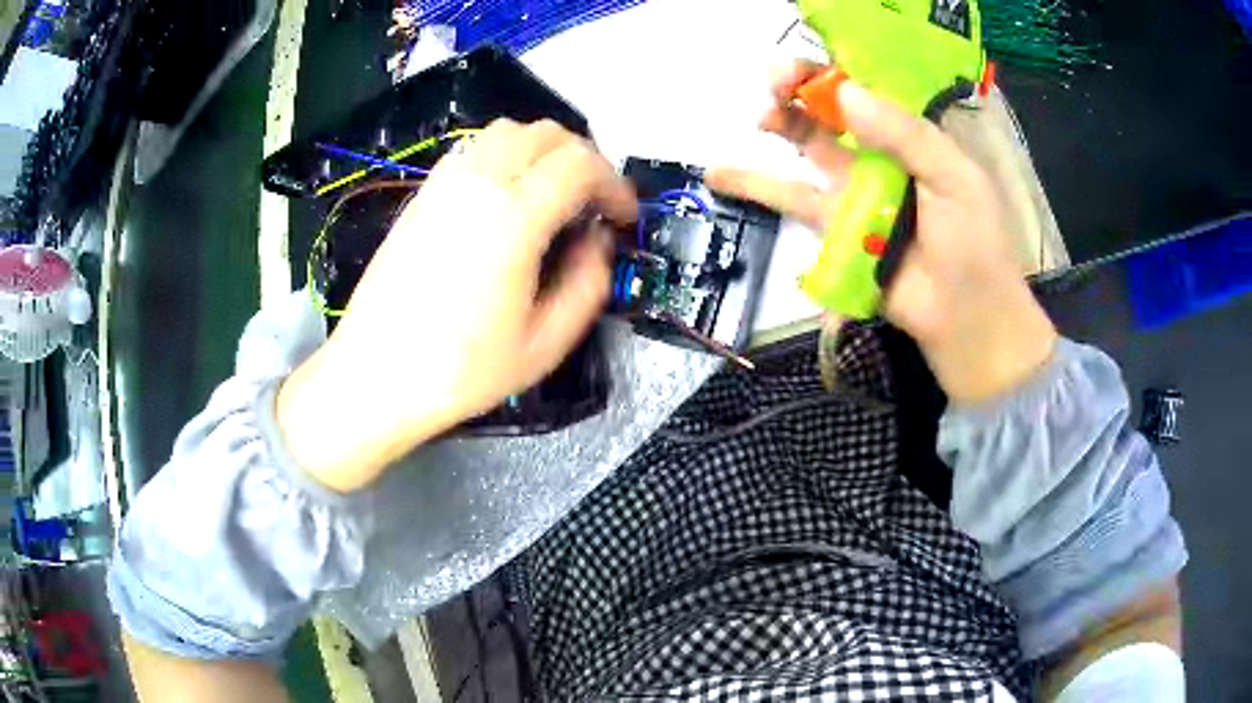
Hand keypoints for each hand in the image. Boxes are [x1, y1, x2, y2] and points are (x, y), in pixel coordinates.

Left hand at [277, 119, 635, 491]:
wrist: (375, 375)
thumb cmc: (459, 370)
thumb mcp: (544, 344)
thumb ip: (588, 283)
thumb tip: (599, 242)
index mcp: (513, 218)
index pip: (582, 164)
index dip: (616, 184)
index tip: (624, 216)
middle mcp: (478, 182)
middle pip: (549, 134)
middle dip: (587, 161)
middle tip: (595, 205)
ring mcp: (445, 182)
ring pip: (510, 131)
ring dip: (545, 152)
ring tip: (555, 195)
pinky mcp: (424, 192)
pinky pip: (476, 149)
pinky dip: (507, 156)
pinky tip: (509, 198)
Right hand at [707, 61, 1056, 404]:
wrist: (966, 319)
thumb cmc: (973, 244)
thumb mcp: (954, 179)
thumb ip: (906, 135)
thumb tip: (847, 95)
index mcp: (913, 138)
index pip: (868, 91)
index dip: (834, 72)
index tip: (809, 65)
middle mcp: (880, 156)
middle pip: (832, 112)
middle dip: (801, 91)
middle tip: (774, 81)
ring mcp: (854, 192)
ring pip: (809, 149)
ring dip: (780, 126)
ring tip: (758, 116)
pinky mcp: (833, 229)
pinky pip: (793, 201)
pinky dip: (756, 186)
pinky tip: (718, 172)